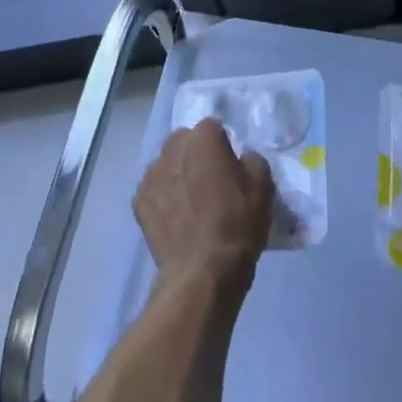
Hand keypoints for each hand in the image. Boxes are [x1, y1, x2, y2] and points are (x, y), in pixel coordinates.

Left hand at [135, 118, 274, 295]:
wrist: (202, 273)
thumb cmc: (237, 224)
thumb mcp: (263, 186)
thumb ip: (251, 160)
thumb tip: (241, 159)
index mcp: (203, 137)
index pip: (214, 128)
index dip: (223, 146)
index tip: (230, 167)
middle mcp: (172, 147)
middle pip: (185, 142)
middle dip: (195, 154)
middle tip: (209, 182)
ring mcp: (151, 174)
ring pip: (167, 165)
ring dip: (177, 174)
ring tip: (190, 203)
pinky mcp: (138, 202)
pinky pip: (154, 191)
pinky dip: (163, 199)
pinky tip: (175, 219)